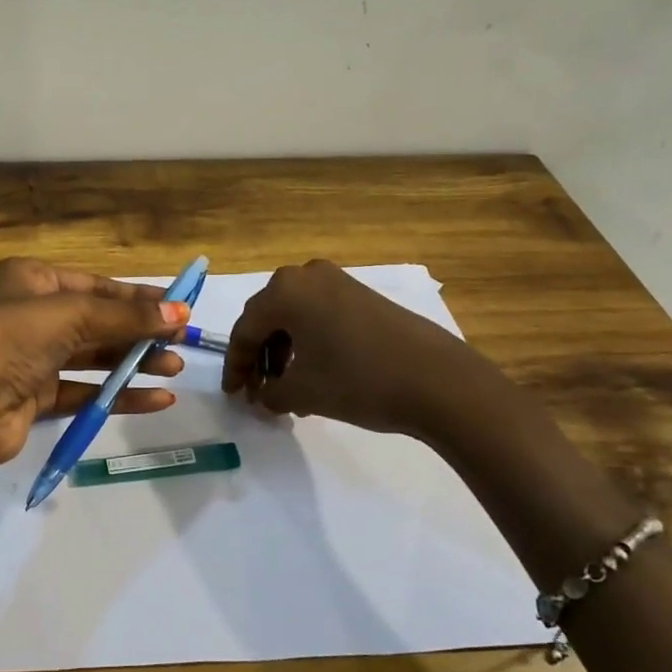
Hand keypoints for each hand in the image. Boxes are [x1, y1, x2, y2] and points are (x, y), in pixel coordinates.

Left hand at [0, 258, 189, 524]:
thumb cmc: (8, 341)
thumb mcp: (69, 316)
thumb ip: (125, 315)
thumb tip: (179, 312)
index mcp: (30, 279)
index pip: (95, 284)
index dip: (138, 296)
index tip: (180, 307)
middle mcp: (30, 314)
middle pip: (97, 320)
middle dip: (139, 331)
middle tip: (182, 343)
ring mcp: (31, 357)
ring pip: (92, 356)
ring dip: (132, 363)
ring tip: (174, 370)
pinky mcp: (34, 397)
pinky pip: (84, 390)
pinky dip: (117, 394)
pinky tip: (155, 399)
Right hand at [220, 259, 513, 446]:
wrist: (438, 380)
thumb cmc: (358, 380)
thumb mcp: (302, 393)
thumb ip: (269, 394)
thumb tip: (262, 396)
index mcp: (284, 291)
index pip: (245, 330)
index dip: (236, 366)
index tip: (233, 395)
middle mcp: (306, 275)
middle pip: (268, 318)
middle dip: (259, 357)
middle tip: (256, 391)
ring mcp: (338, 281)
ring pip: (294, 316)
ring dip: (283, 351)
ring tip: (286, 388)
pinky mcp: (362, 295)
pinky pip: (319, 315)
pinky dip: (308, 342)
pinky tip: (314, 372)